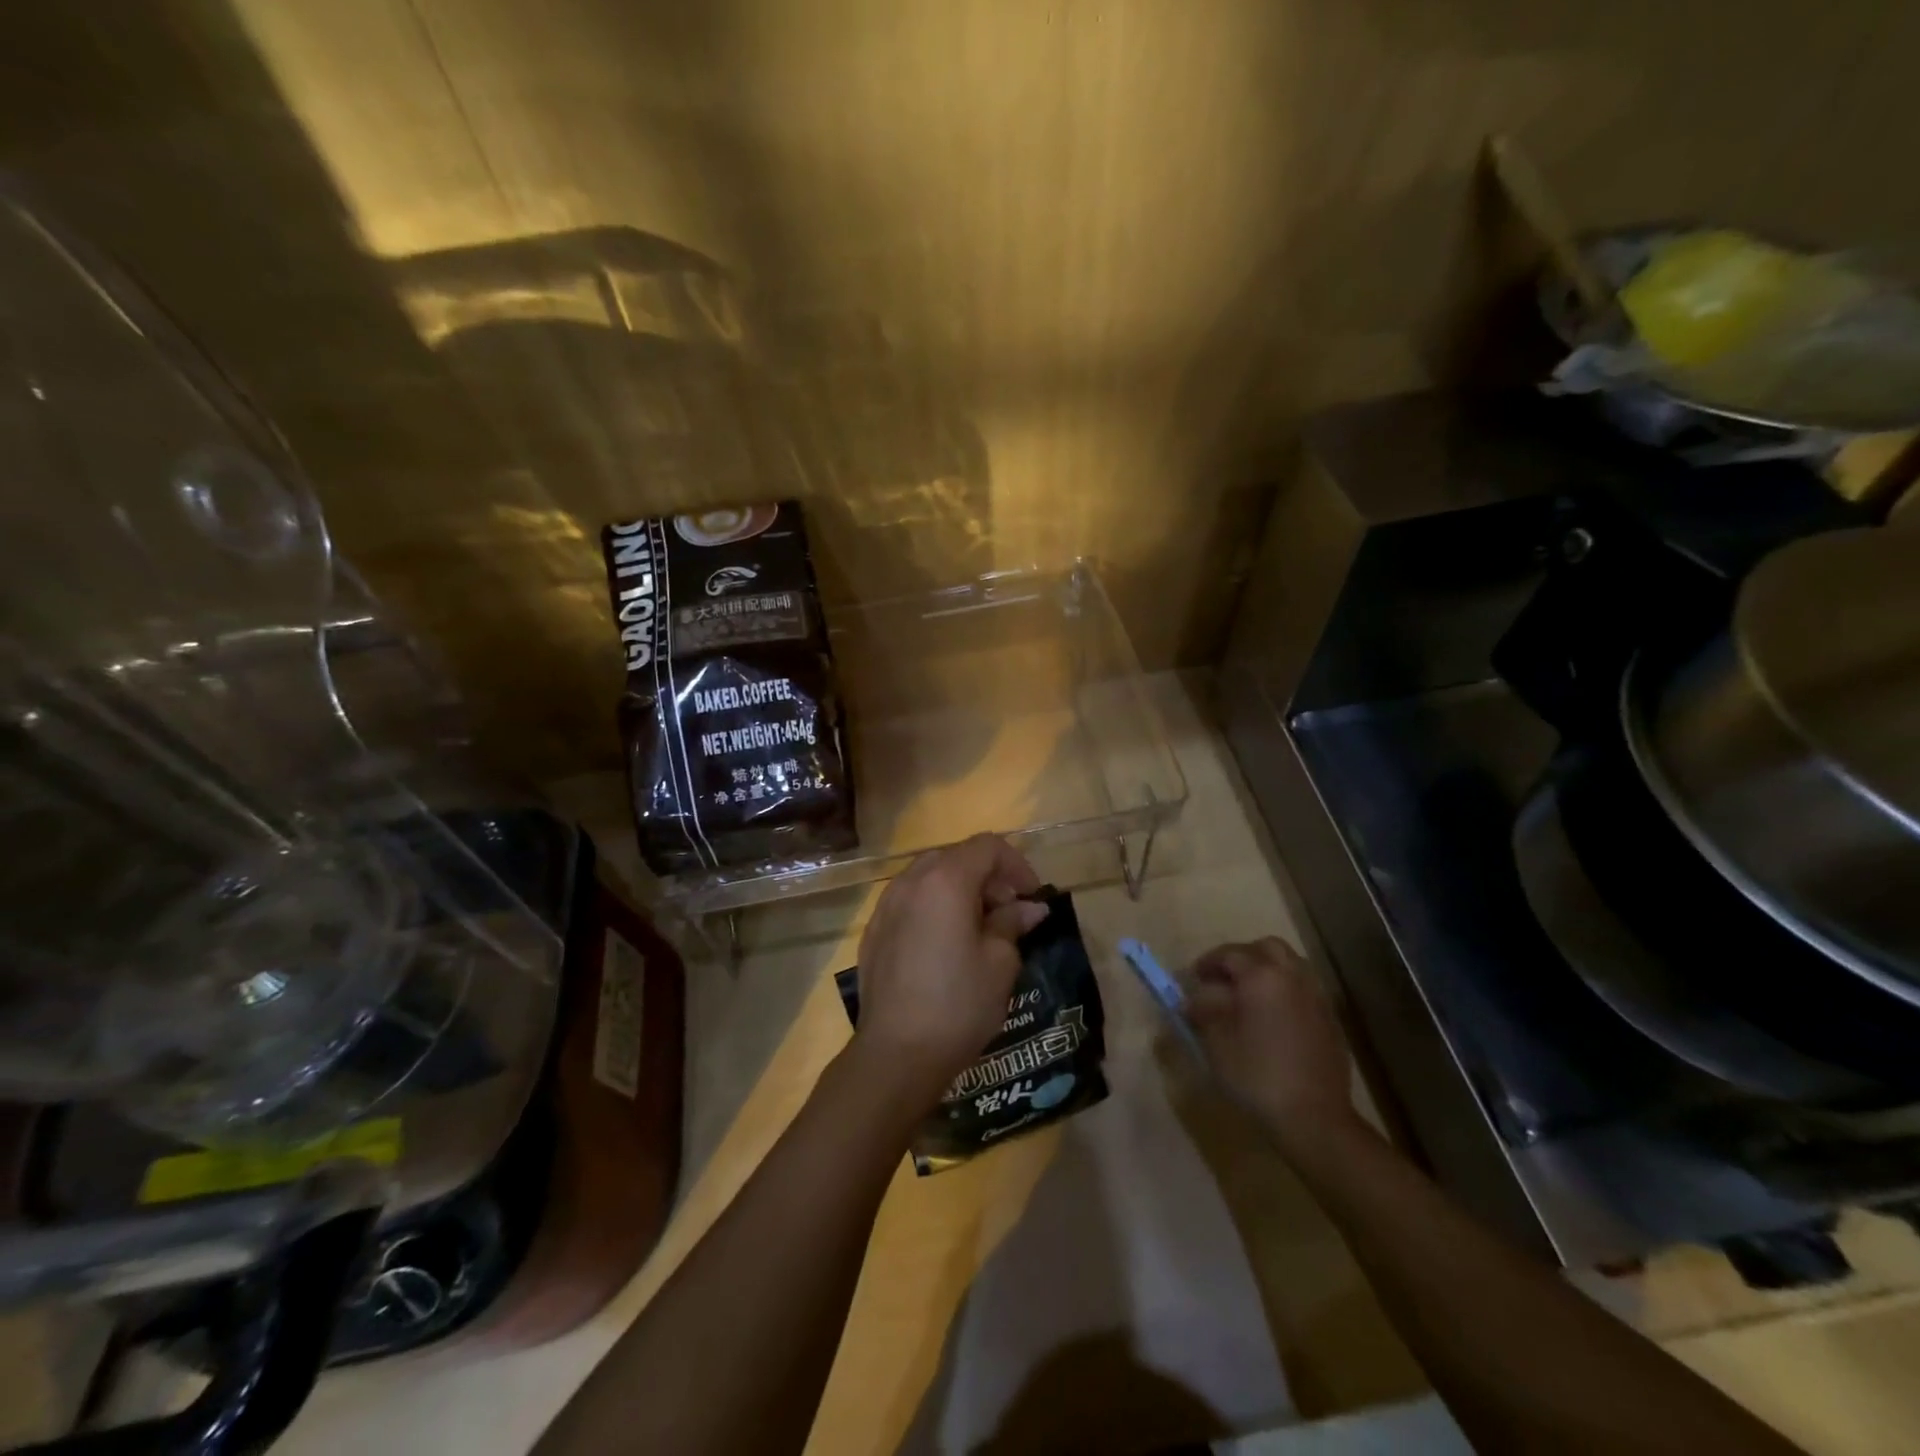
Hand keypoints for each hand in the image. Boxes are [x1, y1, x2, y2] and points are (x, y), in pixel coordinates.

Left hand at [851, 834, 1047, 1105]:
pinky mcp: (873, 931)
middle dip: (988, 876)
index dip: (1016, 865)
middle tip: (1008, 912)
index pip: (987, 846)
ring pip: (929, 877)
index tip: (1032, 898)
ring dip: (959, 890)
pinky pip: (909, 901)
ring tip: (978, 929)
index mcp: (945, 880)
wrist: (896, 1054)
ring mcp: (885, 905)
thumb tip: (1029, 908)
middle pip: (956, 857)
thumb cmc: (958, 1003)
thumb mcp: (1000, 963)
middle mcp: (910, 881)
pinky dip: (933, 908)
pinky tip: (944, 945)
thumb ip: (1013, 923)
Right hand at [1185, 937, 1363, 1147]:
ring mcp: (1316, 997)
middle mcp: (1292, 977)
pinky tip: (1273, 1017)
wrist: (1314, 1118)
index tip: (1194, 977)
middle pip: (1267, 948)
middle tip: (1224, 978)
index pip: (1230, 954)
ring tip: (1248, 996)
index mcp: (1261, 976)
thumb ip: (1203, 1012)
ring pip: (1290, 965)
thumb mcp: (1216, 1043)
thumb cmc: (1257, 1075)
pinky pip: (1304, 989)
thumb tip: (1193, 1000)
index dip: (1208, 962)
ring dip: (1267, 970)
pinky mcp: (1330, 1020)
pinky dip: (1286, 990)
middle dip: (1243, 956)